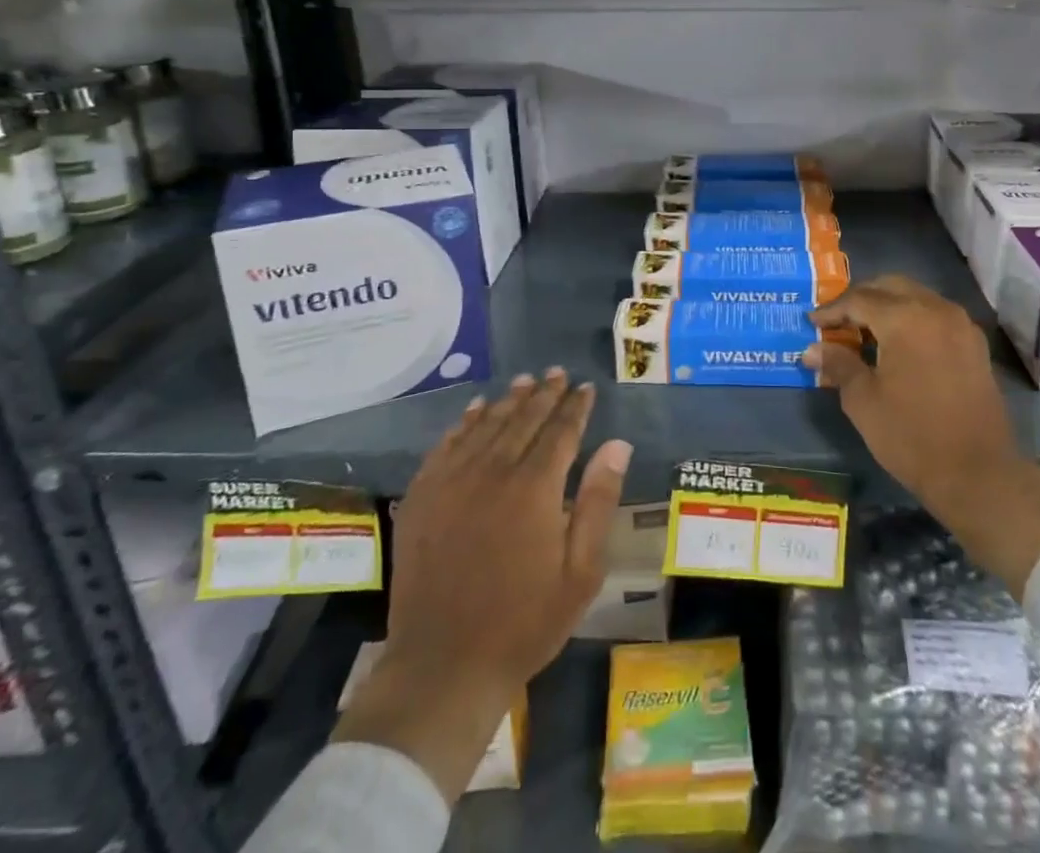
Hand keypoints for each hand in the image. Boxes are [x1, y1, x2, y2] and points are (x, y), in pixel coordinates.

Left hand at [332, 370, 631, 802]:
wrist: (443, 666)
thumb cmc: (524, 622)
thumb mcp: (580, 571)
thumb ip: (598, 501)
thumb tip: (617, 444)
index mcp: (535, 488)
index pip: (561, 431)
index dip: (575, 407)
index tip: (585, 387)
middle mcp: (493, 471)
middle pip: (523, 419)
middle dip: (544, 394)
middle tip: (557, 373)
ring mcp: (452, 482)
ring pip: (485, 425)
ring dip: (508, 400)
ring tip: (524, 381)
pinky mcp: (422, 497)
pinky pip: (446, 445)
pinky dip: (464, 423)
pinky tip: (474, 411)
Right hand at [806, 276, 1039, 594]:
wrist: (978, 474)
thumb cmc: (911, 436)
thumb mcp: (863, 400)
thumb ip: (838, 364)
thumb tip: (812, 349)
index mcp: (905, 317)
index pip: (858, 299)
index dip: (831, 310)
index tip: (811, 322)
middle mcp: (935, 309)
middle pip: (889, 287)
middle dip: (860, 300)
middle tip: (837, 323)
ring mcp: (960, 324)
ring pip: (914, 296)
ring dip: (887, 306)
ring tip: (863, 333)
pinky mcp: (973, 343)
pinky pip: (934, 315)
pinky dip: (911, 318)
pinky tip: (897, 345)